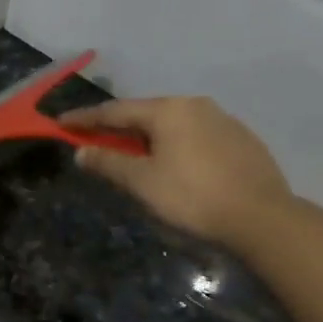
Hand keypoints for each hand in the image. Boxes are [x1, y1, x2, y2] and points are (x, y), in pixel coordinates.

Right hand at [60, 96, 291, 247]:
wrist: (261, 216)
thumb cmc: (193, 197)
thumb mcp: (143, 182)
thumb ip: (110, 163)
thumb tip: (82, 151)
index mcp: (168, 110)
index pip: (116, 111)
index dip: (86, 119)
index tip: (62, 124)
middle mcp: (195, 105)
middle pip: (146, 113)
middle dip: (118, 127)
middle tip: (97, 140)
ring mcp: (223, 120)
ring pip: (173, 124)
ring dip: (148, 137)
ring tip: (134, 155)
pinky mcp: (241, 139)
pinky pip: (196, 135)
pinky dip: (175, 145)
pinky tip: (175, 164)